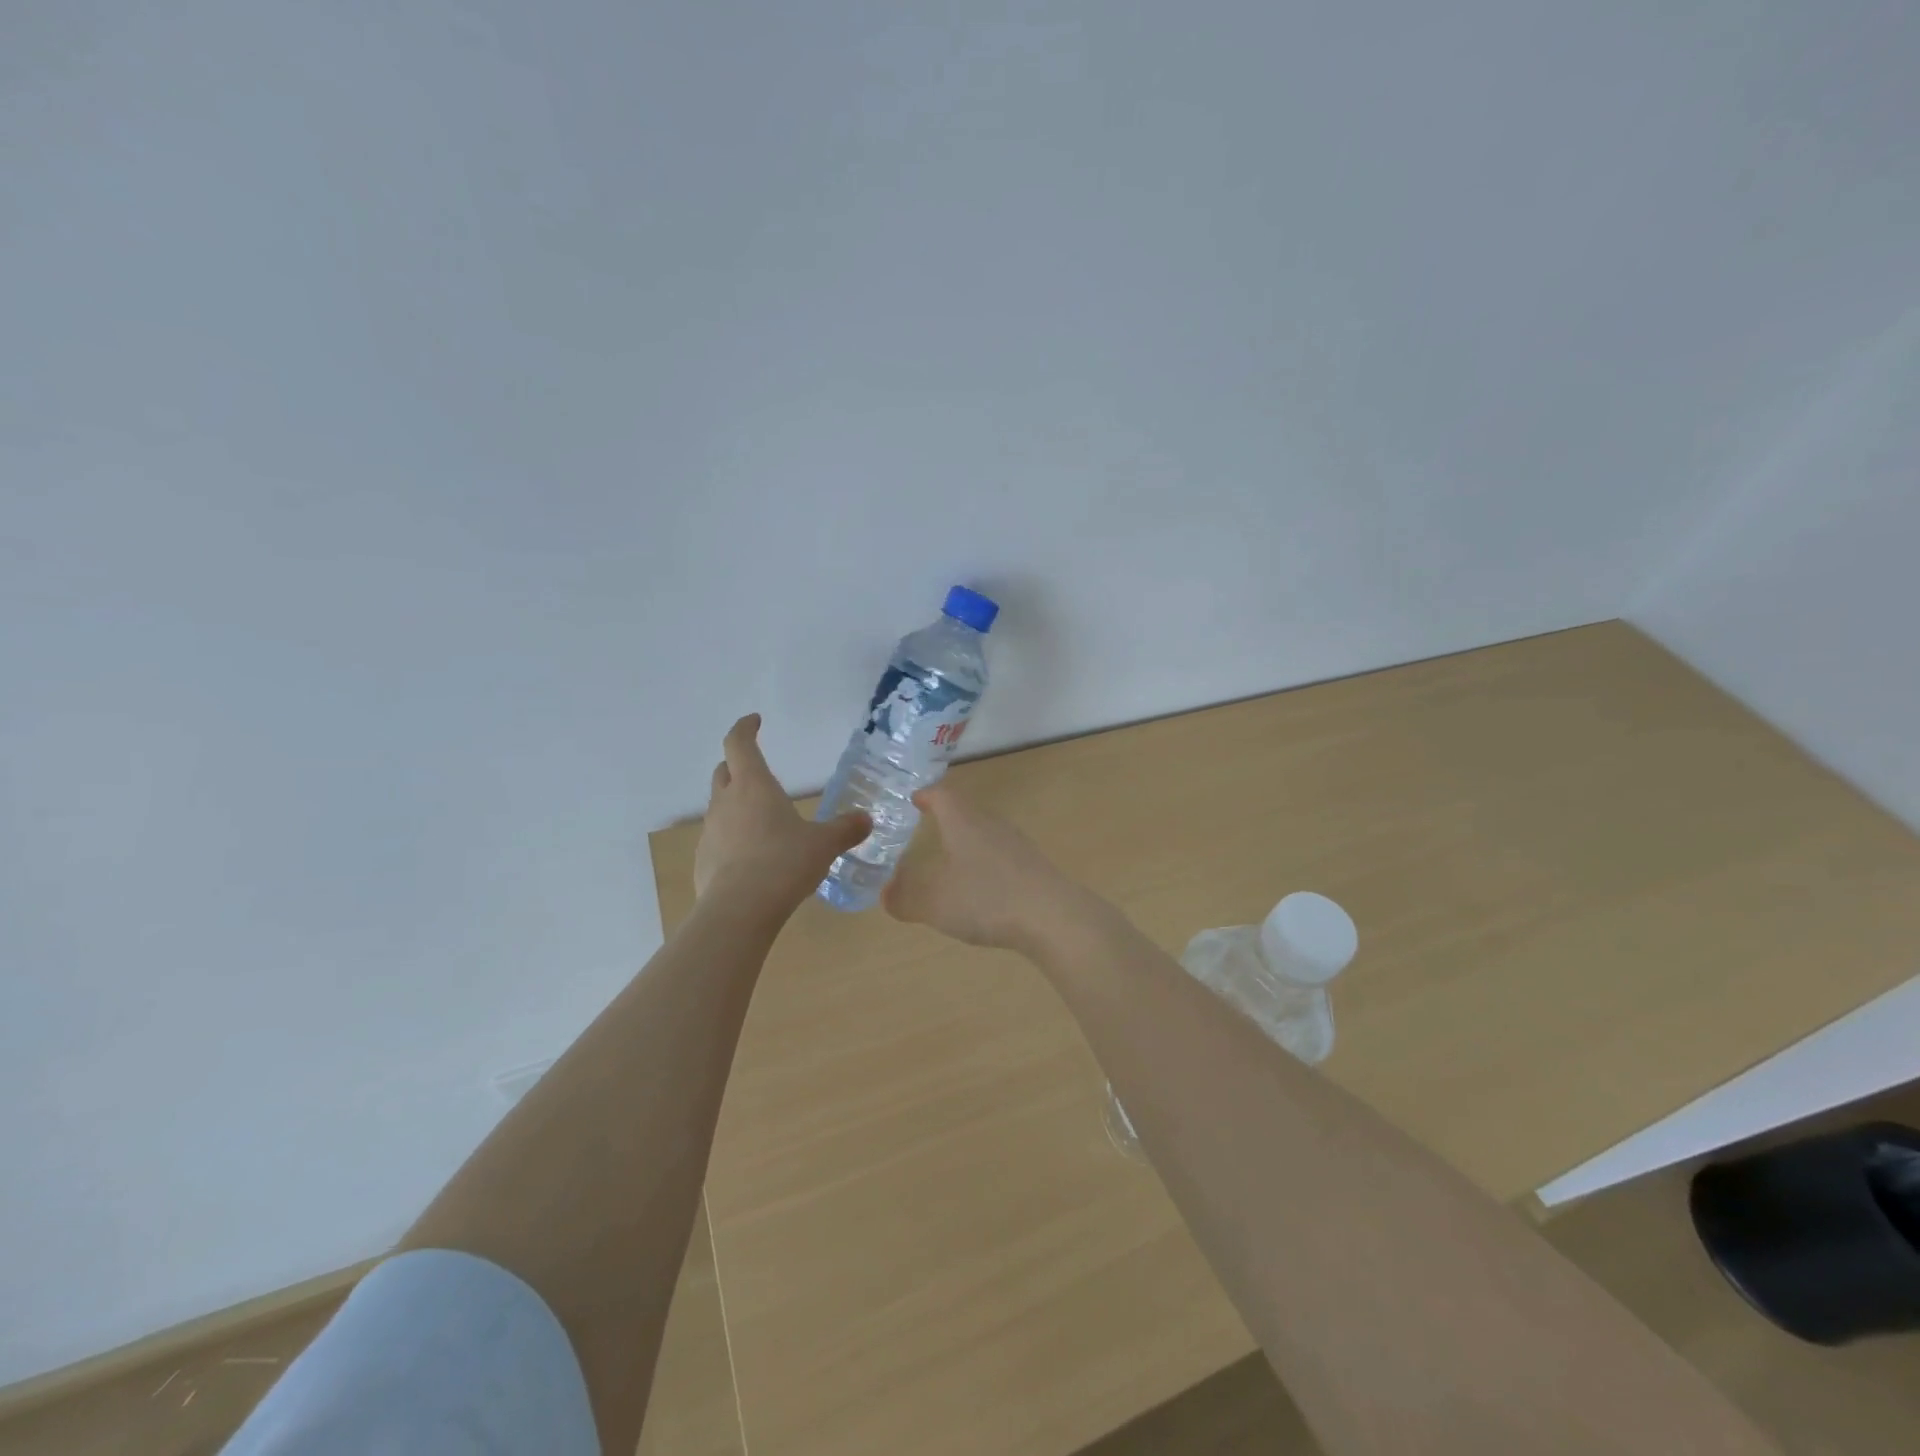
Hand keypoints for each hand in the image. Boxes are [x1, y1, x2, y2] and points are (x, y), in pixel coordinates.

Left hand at [694, 715, 869, 911]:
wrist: (739, 910)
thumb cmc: (784, 862)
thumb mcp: (823, 845)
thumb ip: (845, 829)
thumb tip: (866, 819)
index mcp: (754, 785)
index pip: (739, 743)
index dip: (745, 728)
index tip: (754, 720)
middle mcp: (726, 801)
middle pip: (724, 771)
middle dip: (738, 765)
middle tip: (757, 771)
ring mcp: (710, 831)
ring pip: (720, 805)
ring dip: (736, 804)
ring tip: (762, 820)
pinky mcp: (703, 860)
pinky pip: (718, 838)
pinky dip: (732, 837)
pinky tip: (751, 858)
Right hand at [882, 786, 1090, 953]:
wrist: (1053, 917)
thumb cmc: (986, 899)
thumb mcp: (934, 903)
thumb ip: (905, 898)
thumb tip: (886, 892)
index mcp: (964, 822)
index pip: (943, 796)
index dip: (927, 795)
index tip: (915, 798)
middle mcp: (992, 825)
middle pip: (967, 812)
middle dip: (947, 819)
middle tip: (928, 829)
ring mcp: (1017, 846)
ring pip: (986, 835)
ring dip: (968, 844)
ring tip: (952, 862)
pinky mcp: (1034, 868)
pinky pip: (1002, 858)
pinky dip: (986, 867)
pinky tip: (983, 891)